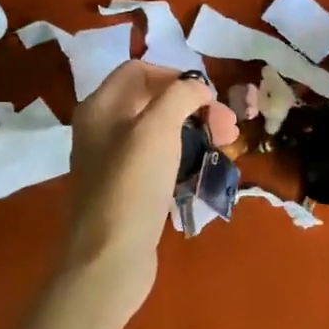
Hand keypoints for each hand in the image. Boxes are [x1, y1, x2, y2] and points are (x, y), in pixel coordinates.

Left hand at [62, 62, 212, 313]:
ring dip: (193, 132)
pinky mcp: (126, 190)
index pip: (139, 70)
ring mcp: (112, 162)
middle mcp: (101, 129)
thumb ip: (179, 96)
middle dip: (193, 107)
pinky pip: (157, 161)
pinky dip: (182, 157)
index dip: (176, 76)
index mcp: (100, 107)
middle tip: (228, 126)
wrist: (109, 257)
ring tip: (224, 146)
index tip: (208, 97)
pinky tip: (202, 168)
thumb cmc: (132, 185)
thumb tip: (198, 88)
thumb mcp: (157, 128)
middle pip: (152, 101)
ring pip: (158, 132)